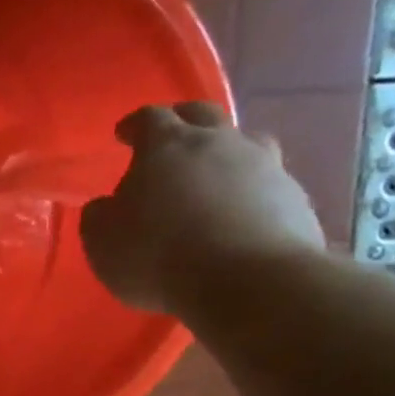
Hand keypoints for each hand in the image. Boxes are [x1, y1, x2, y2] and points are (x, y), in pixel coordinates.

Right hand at [80, 102, 326, 315]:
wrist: (247, 281)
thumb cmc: (157, 254)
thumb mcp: (102, 240)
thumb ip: (100, 215)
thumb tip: (107, 205)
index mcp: (167, 146)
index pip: (149, 118)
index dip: (134, 124)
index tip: (124, 133)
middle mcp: (220, 143)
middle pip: (204, 115)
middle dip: (184, 120)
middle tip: (171, 137)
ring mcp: (264, 167)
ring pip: (245, 144)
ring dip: (225, 153)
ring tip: (212, 176)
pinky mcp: (294, 198)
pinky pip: (266, 184)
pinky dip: (248, 192)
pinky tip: (237, 216)